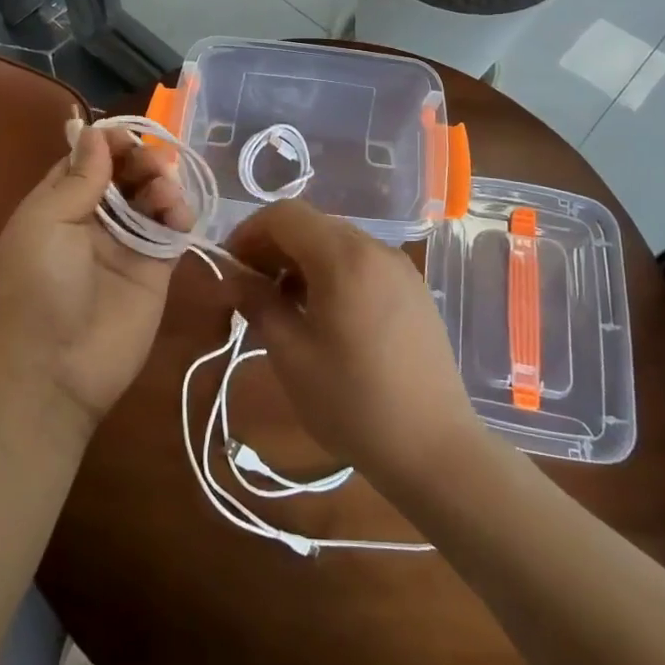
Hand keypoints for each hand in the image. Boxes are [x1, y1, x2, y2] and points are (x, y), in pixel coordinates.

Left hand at [0, 118, 193, 443]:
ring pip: (152, 196)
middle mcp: (94, 219)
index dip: (109, 143)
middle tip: (151, 165)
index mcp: (58, 204)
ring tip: (163, 193)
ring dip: (162, 183)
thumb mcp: (45, 223)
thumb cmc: (37, 288)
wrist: (55, 371)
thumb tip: (94, 131)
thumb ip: (78, 178)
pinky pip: (172, 229)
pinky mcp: (156, 268)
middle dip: (141, 159)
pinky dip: (180, 213)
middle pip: (125, 173)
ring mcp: (127, 244)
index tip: (129, 136)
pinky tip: (177, 214)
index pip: (88, 160)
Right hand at [226, 200, 484, 493]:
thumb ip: (258, 303)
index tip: (230, 267)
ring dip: (302, 260)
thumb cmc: (353, 402)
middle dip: (273, 246)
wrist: (435, 449)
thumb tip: (233, 277)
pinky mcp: (413, 289)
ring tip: (283, 305)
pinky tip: (323, 314)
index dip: (249, 232)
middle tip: (250, 288)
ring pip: (337, 242)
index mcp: (344, 257)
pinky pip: (362, 262)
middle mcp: (375, 248)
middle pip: (312, 224)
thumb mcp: (291, 355)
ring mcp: (399, 267)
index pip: (284, 215)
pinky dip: (332, 272)